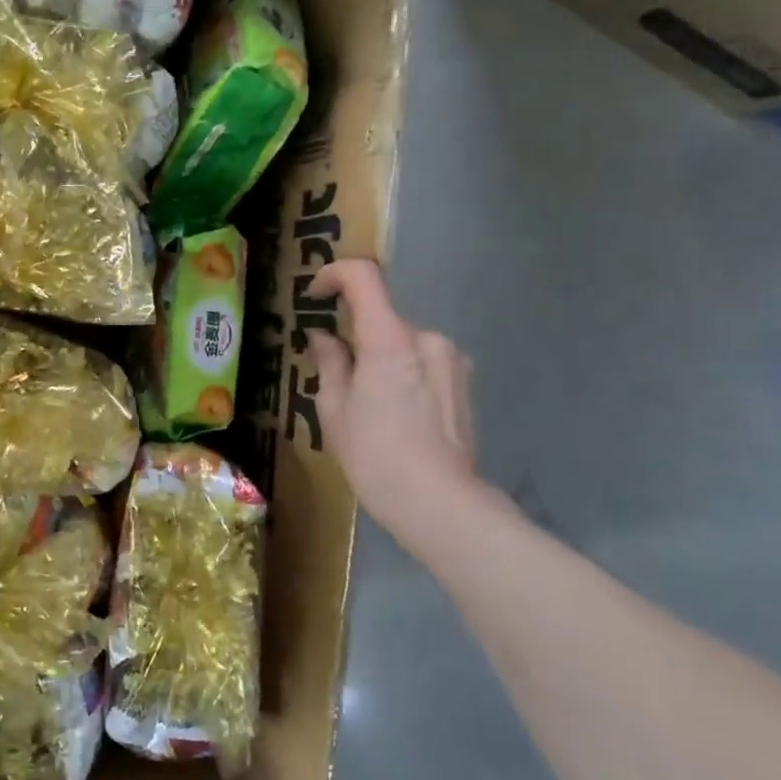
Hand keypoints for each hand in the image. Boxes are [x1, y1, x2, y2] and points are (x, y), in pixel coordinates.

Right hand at [305, 259, 483, 543]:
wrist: (440, 504)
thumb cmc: (375, 455)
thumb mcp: (334, 409)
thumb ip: (330, 362)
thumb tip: (324, 337)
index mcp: (390, 339)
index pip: (363, 277)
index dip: (334, 275)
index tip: (315, 296)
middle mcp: (427, 338)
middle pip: (382, 318)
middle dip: (356, 336)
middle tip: (336, 373)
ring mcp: (452, 361)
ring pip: (404, 343)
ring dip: (382, 357)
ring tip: (369, 403)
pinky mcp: (465, 384)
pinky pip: (424, 362)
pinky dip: (404, 373)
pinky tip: (397, 414)